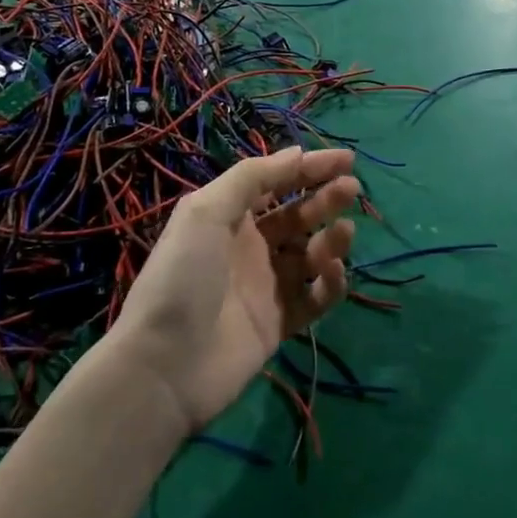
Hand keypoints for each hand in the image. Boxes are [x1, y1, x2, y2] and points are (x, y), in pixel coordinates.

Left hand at [107, 147, 358, 434]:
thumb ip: (251, 178)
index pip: (278, 183)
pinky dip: (330, 284)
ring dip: (331, 239)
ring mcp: (267, 286)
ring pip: (311, 254)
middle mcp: (251, 246)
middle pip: (298, 215)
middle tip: (352, 190)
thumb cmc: (183, 276)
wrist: (165, 364)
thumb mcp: (206, 212)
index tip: (347, 159)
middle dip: (326, 198)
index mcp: (230, 217)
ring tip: (344, 232)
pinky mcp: (280, 323)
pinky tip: (333, 272)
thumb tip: (296, 153)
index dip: (311, 168)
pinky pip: (315, 297)